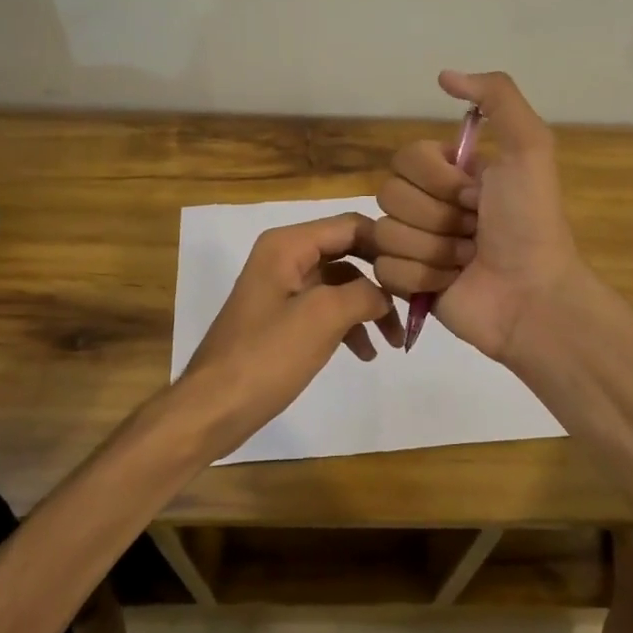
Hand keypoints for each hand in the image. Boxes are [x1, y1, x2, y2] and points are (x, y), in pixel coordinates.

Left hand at [182, 213, 403, 450]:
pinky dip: (348, 325)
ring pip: (341, 284)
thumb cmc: (267, 356)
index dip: (387, 244)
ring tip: (393, 341)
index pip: (351, 225)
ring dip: (369, 308)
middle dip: (380, 279)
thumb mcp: (323, 317)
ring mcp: (282, 288)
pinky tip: (366, 353)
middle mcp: (284, 256)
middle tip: (412, 304)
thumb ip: (364, 294)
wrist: (214, 407)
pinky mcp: (282, 318)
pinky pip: (325, 309)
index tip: (419, 270)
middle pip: (348, 253)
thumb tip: (385, 294)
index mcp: (288, 245)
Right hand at [373, 70, 581, 361]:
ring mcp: (415, 244)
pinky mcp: (406, 283)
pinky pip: (385, 270)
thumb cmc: (530, 223)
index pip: (405, 158)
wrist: (532, 296)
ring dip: (434, 250)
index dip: (438, 179)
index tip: (476, 195)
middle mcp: (429, 204)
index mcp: (451, 173)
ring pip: (386, 234)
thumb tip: (444, 75)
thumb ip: (497, 98)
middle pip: (389, 195)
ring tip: (467, 260)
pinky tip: (451, 284)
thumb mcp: (530, 148)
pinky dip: (422, 278)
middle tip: (475, 231)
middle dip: (438, 217)